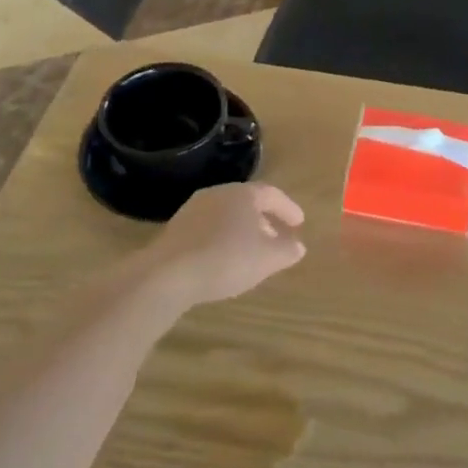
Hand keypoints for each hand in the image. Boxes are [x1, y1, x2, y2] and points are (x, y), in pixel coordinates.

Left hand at [140, 183, 306, 307]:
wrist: (169, 273)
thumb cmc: (227, 259)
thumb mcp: (268, 258)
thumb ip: (287, 250)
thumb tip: (297, 246)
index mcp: (243, 194)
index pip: (272, 194)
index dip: (288, 208)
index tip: (299, 223)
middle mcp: (218, 194)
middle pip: (247, 203)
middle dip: (265, 219)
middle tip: (277, 237)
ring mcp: (193, 210)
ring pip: (226, 215)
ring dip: (242, 230)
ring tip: (252, 251)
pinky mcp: (176, 229)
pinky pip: (208, 229)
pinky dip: (222, 239)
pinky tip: (224, 259)